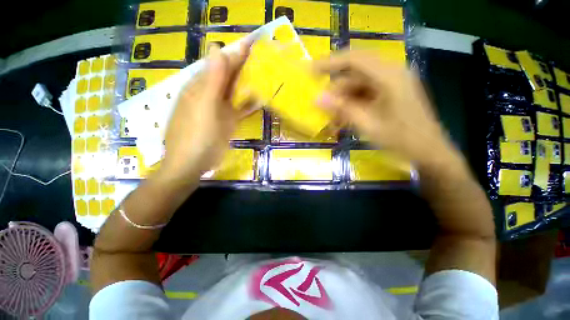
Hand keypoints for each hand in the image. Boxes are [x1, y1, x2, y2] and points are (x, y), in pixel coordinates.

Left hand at [160, 43, 256, 182]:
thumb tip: (217, 48)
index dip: (236, 52)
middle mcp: (209, 94)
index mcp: (201, 86)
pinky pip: (238, 108)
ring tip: (264, 74)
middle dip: (243, 65)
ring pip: (234, 91)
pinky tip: (258, 100)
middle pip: (227, 75)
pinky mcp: (226, 121)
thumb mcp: (204, 107)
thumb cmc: (198, 137)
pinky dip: (248, 103)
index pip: (220, 62)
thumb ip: (212, 80)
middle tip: (263, 56)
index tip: (253, 42)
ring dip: (247, 82)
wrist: (191, 164)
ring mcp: (219, 108)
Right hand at [315, 51, 462, 171]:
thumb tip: (317, 99)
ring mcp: (392, 83)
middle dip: (336, 92)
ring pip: (358, 86)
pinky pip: (365, 94)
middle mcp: (391, 73)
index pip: (354, 59)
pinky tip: (345, 119)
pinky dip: (352, 105)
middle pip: (355, 74)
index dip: (330, 63)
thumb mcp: (367, 125)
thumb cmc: (401, 140)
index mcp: (389, 76)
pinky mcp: (391, 92)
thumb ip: (342, 109)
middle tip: (322, 109)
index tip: (311, 72)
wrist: (429, 152)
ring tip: (334, 121)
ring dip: (343, 102)